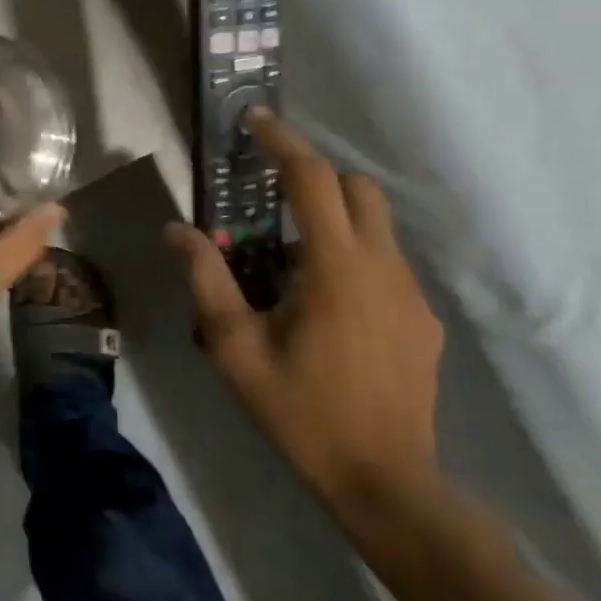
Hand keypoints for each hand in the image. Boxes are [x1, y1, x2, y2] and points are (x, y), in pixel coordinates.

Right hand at [166, 107, 443, 517]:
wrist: (384, 480)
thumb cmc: (301, 411)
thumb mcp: (236, 348)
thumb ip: (206, 281)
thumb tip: (177, 231)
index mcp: (336, 268)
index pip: (311, 180)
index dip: (283, 142)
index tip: (255, 120)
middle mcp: (383, 267)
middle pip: (356, 188)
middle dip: (313, 175)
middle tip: (269, 193)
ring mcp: (410, 294)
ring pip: (375, 226)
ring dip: (332, 218)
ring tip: (287, 257)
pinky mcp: (423, 319)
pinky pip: (385, 264)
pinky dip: (352, 256)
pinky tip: (324, 304)